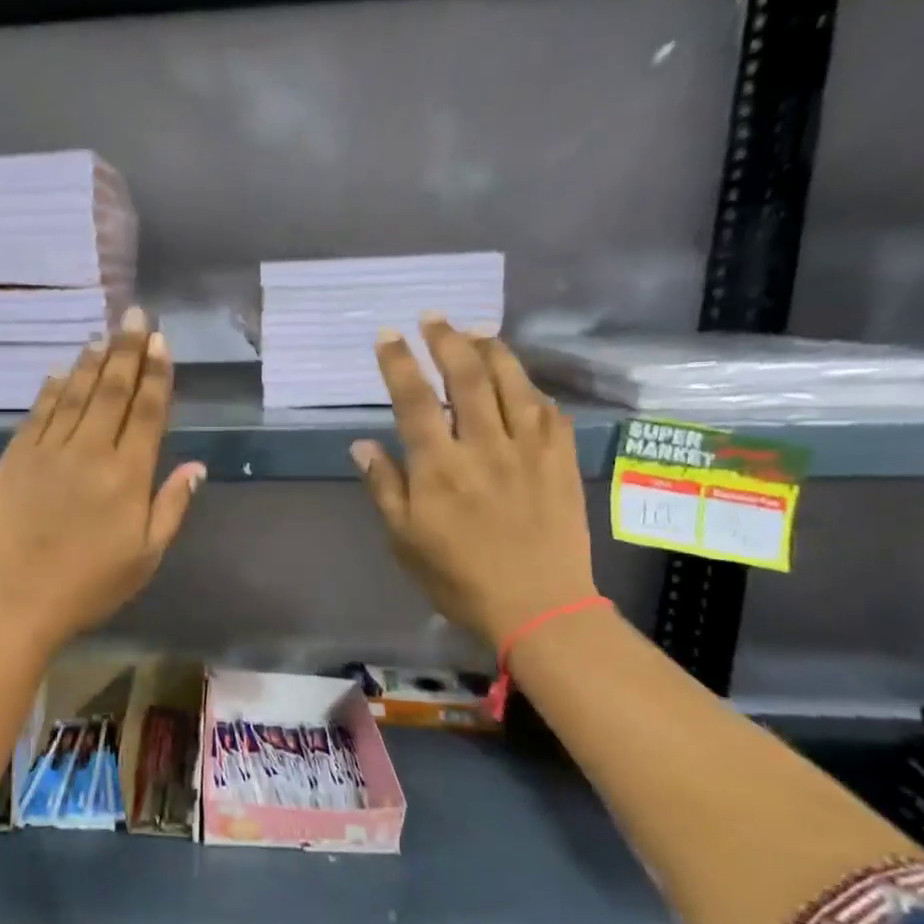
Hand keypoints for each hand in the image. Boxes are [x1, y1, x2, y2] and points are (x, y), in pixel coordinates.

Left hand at [0, 308, 204, 654]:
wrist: (12, 600)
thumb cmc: (87, 586)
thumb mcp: (145, 557)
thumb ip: (171, 507)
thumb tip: (195, 466)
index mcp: (127, 476)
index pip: (147, 412)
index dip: (156, 374)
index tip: (161, 342)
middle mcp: (89, 452)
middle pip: (112, 391)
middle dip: (128, 350)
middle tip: (136, 315)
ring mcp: (48, 450)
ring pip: (76, 394)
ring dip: (93, 362)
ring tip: (105, 334)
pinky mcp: (16, 457)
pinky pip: (39, 412)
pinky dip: (52, 388)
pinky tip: (61, 371)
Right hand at [350, 316, 597, 646]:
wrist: (539, 607)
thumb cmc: (459, 577)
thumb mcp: (404, 539)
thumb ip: (384, 486)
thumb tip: (362, 444)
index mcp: (439, 468)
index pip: (414, 400)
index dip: (398, 362)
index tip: (388, 335)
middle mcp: (484, 447)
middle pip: (466, 377)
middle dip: (447, 340)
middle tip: (433, 316)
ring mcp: (528, 450)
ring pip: (511, 383)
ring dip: (492, 350)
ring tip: (475, 330)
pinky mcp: (561, 460)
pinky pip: (548, 410)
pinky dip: (530, 387)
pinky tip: (520, 379)